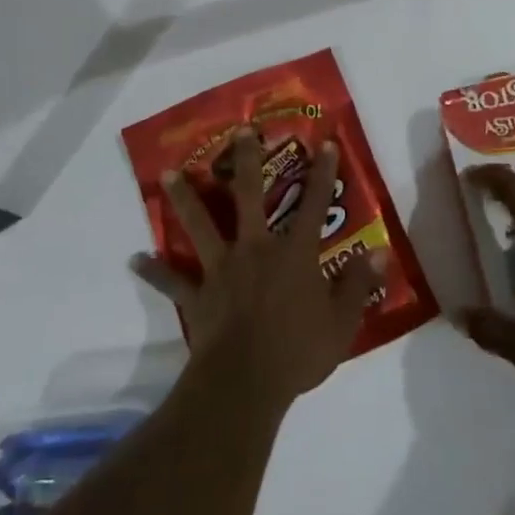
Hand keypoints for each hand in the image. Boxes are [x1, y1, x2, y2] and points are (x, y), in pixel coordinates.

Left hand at [134, 129, 382, 412]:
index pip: (314, 205)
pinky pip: (172, 281)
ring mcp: (222, 269)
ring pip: (200, 224)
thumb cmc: (299, 352)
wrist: (246, 383)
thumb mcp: (343, 322)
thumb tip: (379, 253)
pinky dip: (153, 271)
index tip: (325, 143)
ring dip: (185, 198)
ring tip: (168, 173)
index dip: (323, 174)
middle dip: (246, 160)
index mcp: (294, 254)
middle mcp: (255, 249)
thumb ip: (359, 284)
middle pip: (249, 195)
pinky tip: (134, 260)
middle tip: (239, 131)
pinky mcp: (198, 295)